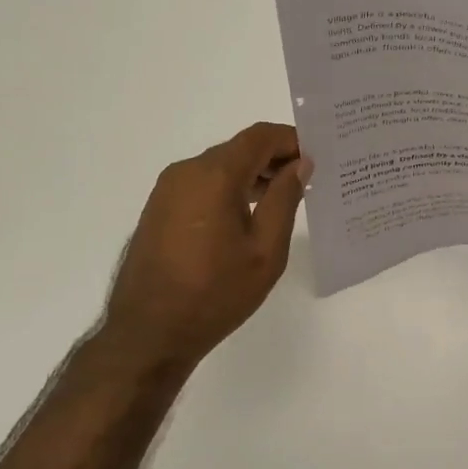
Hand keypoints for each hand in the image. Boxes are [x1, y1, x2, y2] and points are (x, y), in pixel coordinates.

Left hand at [101, 122, 311, 370]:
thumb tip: (299, 164)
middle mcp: (186, 171)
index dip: (291, 139)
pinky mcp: (158, 209)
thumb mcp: (265, 250)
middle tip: (306, 180)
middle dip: (273, 158)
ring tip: (282, 199)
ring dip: (251, 175)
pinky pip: (201, 185)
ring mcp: (167, 190)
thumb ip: (285, 199)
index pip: (259, 137)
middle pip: (238, 149)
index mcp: (214, 175)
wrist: (150, 332)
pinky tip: (246, 216)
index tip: (317, 155)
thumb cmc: (216, 293)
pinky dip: (228, 189)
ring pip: (218, 167)